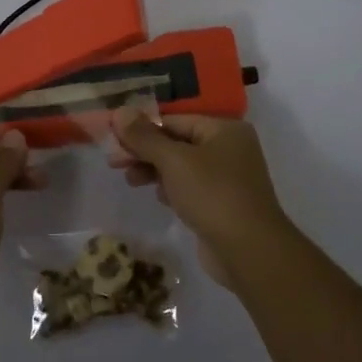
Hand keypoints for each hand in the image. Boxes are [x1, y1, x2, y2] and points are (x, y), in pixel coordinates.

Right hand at [109, 111, 293, 282]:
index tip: (113, 140)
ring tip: (131, 181)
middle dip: (145, 152)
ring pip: (182, 166)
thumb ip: (145, 137)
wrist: (249, 250)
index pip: (174, 120)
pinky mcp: (223, 203)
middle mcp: (230, 148)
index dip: (141, 128)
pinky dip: (172, 188)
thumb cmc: (212, 195)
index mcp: (224, 129)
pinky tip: (159, 198)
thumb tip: (120, 111)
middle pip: (177, 142)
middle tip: (114, 163)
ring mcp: (228, 177)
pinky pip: (191, 187)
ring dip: (155, 171)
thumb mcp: (174, 161)